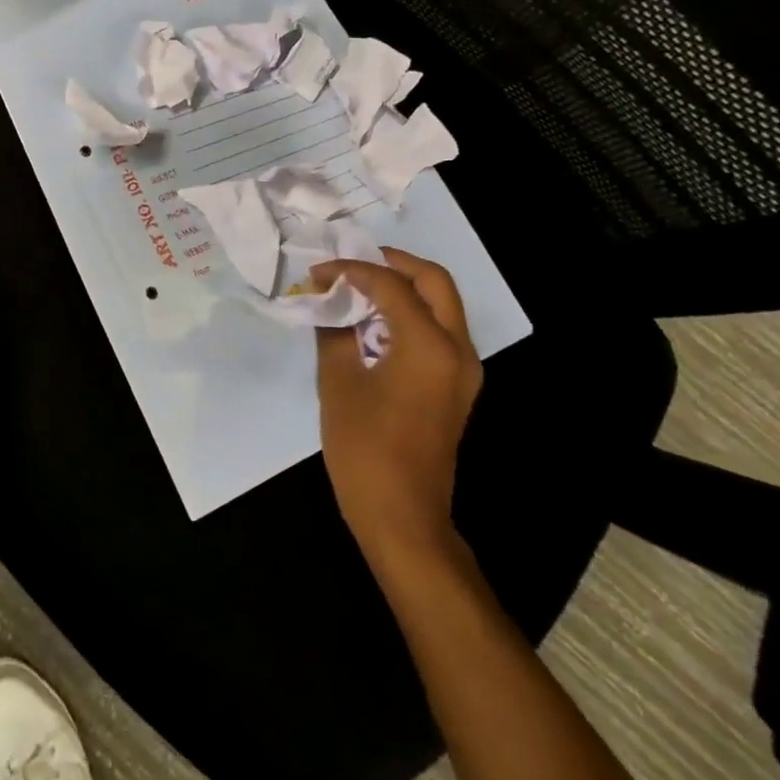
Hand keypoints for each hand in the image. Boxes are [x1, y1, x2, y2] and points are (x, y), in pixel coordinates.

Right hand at [312, 249, 482, 571]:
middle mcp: (457, 349)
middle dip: (393, 264)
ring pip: (442, 305)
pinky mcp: (456, 387)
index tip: (317, 274)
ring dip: (403, 288)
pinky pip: (439, 331)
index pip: (390, 285)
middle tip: (353, 264)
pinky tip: (373, 323)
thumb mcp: (338, 382)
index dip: (351, 271)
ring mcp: (463, 370)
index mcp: (429, 345)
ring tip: (358, 289)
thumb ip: (335, 332)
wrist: (403, 515)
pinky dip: (410, 314)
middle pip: (435, 282)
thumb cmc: (365, 448)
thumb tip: (329, 303)